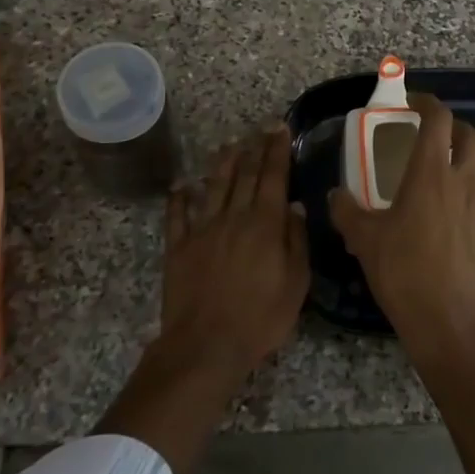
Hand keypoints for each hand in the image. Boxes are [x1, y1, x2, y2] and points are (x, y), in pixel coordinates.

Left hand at [95, 125, 308, 473]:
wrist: (206, 345)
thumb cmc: (260, 318)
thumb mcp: (295, 283)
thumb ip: (296, 241)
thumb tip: (294, 206)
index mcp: (265, 224)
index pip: (273, 177)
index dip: (277, 150)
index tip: (280, 129)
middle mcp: (234, 217)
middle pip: (245, 175)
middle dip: (255, 148)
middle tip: (261, 128)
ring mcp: (203, 229)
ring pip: (214, 186)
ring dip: (223, 163)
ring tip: (229, 145)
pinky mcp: (179, 247)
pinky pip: (177, 215)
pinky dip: (179, 197)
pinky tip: (181, 184)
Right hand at [326, 94, 474, 357]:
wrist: (450, 322)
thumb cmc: (404, 273)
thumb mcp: (364, 241)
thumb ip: (347, 211)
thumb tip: (335, 194)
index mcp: (429, 174)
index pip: (438, 119)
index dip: (427, 103)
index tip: (412, 103)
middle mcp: (462, 180)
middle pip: (471, 135)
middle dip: (454, 126)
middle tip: (433, 135)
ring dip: (471, 157)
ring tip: (452, 169)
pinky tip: (461, 206)